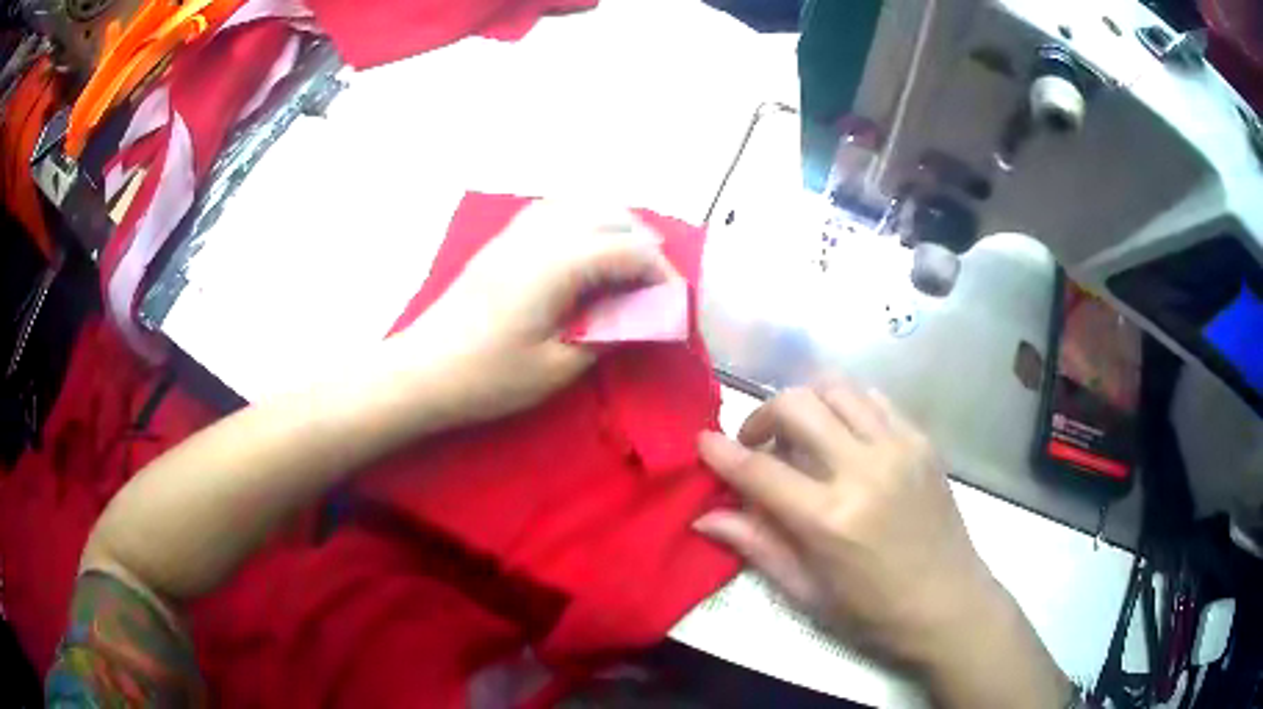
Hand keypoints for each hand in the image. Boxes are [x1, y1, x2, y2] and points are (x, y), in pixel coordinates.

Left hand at [403, 201, 675, 424]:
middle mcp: (540, 236)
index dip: (662, 273)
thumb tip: (641, 316)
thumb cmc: (487, 377)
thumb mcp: (557, 367)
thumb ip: (606, 333)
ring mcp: (516, 234)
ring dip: (614, 226)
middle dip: (644, 244)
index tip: (674, 304)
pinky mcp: (501, 242)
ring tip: (626, 264)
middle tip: (654, 286)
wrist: (422, 371)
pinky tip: (583, 248)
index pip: (630, 249)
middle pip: (611, 215)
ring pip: (581, 205)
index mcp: (557, 264)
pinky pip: (553, 211)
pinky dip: (581, 221)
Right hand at [695, 383, 1069, 707]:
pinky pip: (873, 399)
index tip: (702, 442)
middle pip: (797, 405)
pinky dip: (845, 405)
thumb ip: (757, 545)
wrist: (950, 604)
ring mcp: (899, 447)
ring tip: (800, 435)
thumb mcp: (807, 591)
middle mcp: (864, 469)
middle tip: (757, 444)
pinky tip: (842, 435)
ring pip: (836, 388)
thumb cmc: (873, 612)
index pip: (759, 470)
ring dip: (805, 403)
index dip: (721, 452)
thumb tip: (704, 517)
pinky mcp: (922, 441)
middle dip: (762, 415)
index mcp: (830, 519)